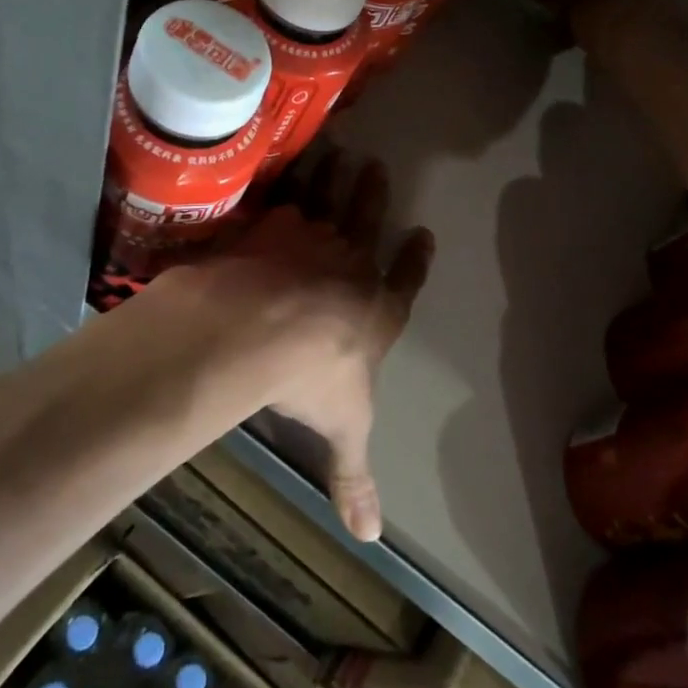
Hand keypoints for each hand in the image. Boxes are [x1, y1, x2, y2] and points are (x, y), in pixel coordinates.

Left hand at [209, 151, 434, 540]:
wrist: (263, 327)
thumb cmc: (314, 379)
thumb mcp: (341, 429)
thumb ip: (352, 475)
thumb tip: (368, 535)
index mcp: (376, 310)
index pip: (404, 281)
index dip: (414, 261)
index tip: (423, 236)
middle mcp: (349, 266)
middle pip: (367, 224)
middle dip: (373, 198)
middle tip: (378, 168)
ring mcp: (311, 239)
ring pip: (329, 200)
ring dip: (336, 178)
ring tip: (340, 152)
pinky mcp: (272, 224)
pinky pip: (285, 194)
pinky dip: (288, 178)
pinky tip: (283, 161)